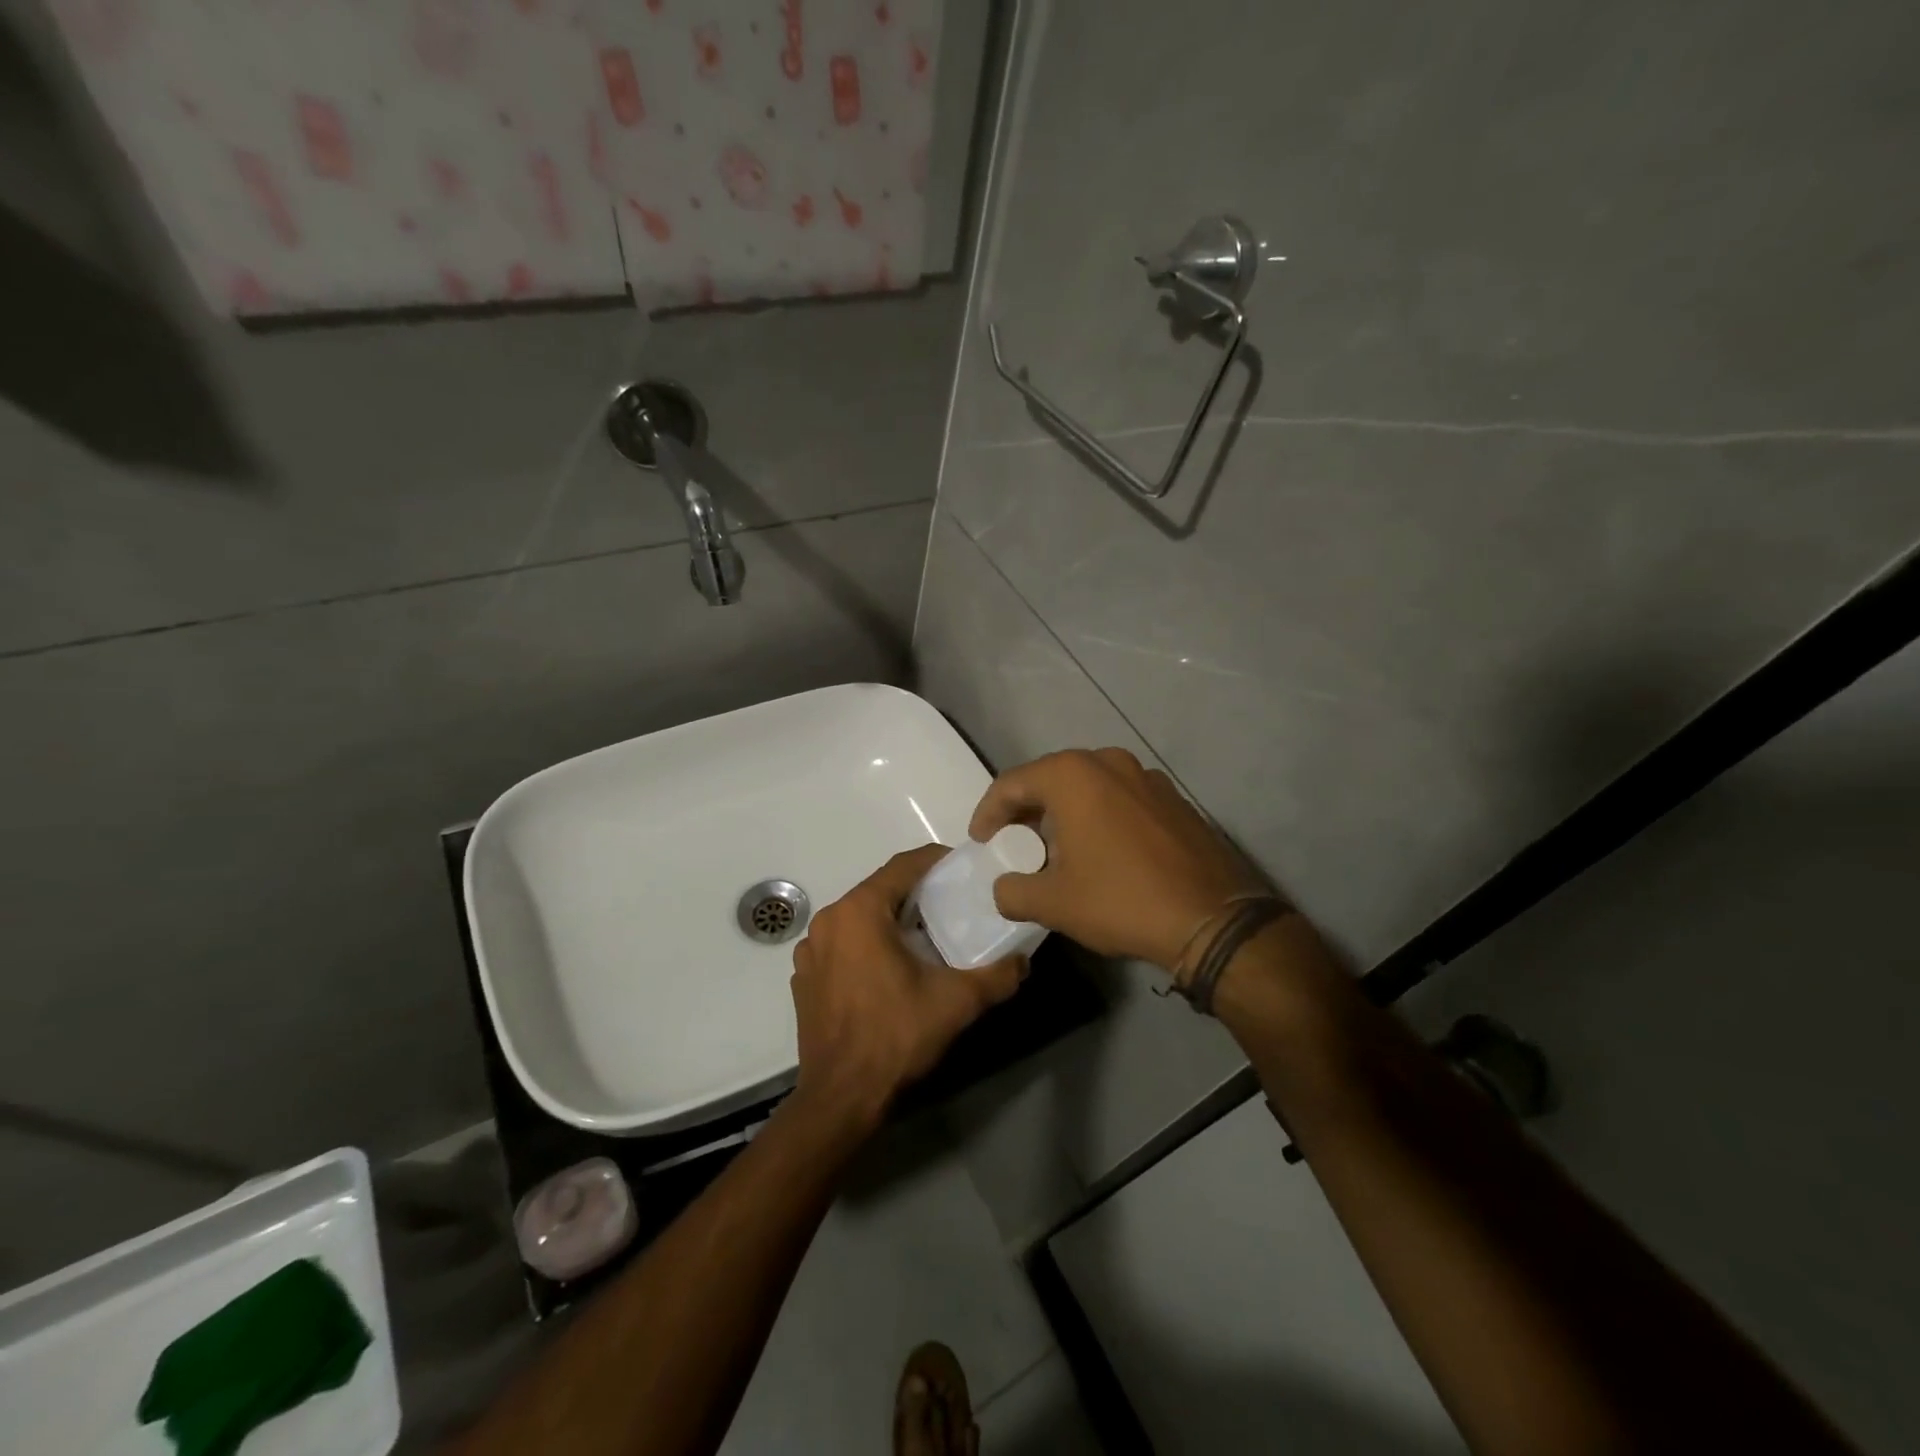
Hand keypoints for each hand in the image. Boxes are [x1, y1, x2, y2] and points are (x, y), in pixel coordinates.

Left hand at [789, 845, 1026, 1125]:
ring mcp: (811, 951)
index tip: (963, 866)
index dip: (936, 860)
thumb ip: (996, 976)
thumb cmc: (895, 1036)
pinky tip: (890, 968)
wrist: (840, 1098)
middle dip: (916, 892)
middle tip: (952, 903)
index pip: (903, 866)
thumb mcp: (955, 1002)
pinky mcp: (805, 978)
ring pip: (859, 917)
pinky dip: (867, 944)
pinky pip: (842, 944)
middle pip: (879, 890)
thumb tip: (1023, 962)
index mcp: (859, 912)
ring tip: (924, 936)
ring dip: (890, 919)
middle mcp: (829, 921)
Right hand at [969, 748, 1266, 968]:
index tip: (980, 843)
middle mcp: (1107, 761)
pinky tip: (1100, 851)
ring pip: (1087, 787)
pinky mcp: (1172, 798)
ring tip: (1055, 850)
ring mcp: (1146, 776)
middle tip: (1012, 845)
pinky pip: (1118, 798)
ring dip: (1063, 813)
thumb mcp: (1053, 903)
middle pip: (1049, 779)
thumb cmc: (1121, 900)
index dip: (987, 813)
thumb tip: (1003, 888)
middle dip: (1025, 811)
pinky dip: (1098, 816)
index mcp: (1072, 775)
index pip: (1011, 784)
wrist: (1213, 918)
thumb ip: (1012, 891)